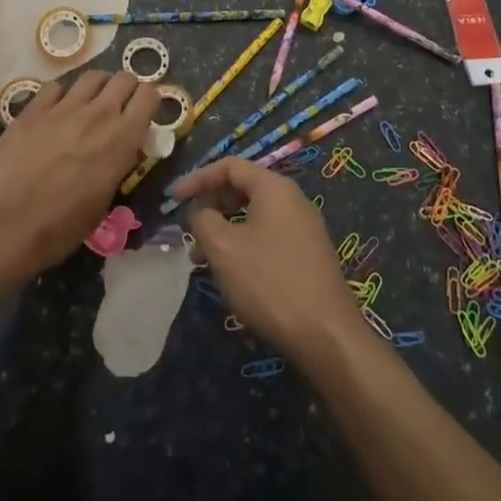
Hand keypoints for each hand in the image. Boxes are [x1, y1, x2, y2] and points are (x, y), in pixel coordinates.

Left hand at [0, 69, 157, 282]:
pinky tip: (54, 113)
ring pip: (92, 77)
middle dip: (127, 89)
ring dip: (97, 88)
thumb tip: (118, 153)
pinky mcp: (32, 110)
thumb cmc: (57, 230)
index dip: (149, 102)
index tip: (143, 115)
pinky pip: (55, 88)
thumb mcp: (101, 204)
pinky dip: (60, 96)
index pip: (149, 97)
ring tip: (89, 105)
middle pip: (124, 78)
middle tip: (119, 108)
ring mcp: (62, 108)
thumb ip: (115, 167)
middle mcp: (97, 115)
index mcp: (121, 140)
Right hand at [174, 155, 364, 364]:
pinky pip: (268, 236)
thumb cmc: (269, 282)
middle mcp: (292, 199)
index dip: (198, 178)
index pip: (230, 166)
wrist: (326, 334)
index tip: (174, 199)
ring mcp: (304, 227)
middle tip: (189, 232)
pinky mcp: (308, 254)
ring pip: (254, 216)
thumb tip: (200, 211)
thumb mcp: (224, 248)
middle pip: (243, 188)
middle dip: (211, 206)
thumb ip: (204, 220)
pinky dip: (243, 245)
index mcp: (274, 187)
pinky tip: (231, 273)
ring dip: (224, 230)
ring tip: (202, 260)